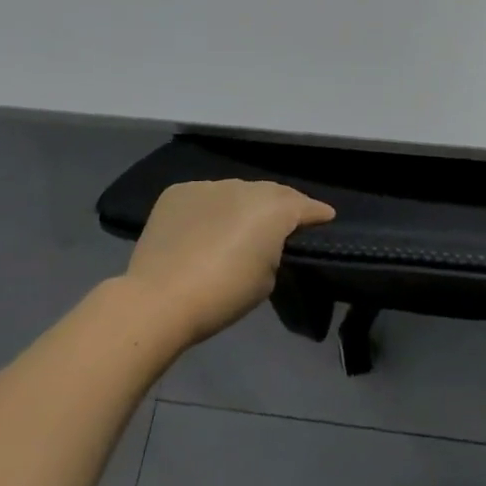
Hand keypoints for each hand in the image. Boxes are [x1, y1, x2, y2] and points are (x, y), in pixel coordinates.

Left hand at [123, 180, 335, 345]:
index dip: (317, 213)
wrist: (159, 299)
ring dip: (242, 206)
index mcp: (273, 208)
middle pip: (271, 193)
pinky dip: (210, 209)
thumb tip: (265, 242)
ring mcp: (208, 186)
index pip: (304, 206)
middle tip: (284, 224)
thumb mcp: (267, 278)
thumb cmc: (223, 295)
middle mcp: (244, 187)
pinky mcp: (178, 192)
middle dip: (281, 206)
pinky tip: (204, 228)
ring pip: (235, 192)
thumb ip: (274, 250)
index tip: (326, 217)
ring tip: (240, 226)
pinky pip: (204, 197)